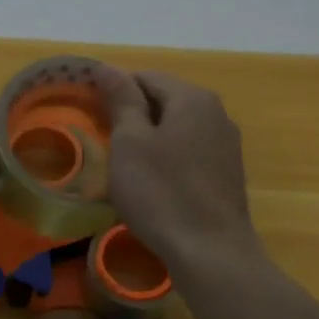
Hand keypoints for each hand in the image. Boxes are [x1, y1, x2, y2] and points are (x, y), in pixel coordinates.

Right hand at [100, 69, 254, 270]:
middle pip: (165, 101)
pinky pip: (190, 154)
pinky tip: (153, 184)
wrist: (210, 251)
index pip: (145, 77)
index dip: (114, 90)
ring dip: (150, 139)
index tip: (90, 113)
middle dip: (133, 115)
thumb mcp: (130, 143)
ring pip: (178, 129)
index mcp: (193, 98)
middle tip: (103, 141)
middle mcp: (216, 114)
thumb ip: (121, 101)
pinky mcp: (227, 175)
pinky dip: (168, 160)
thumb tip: (107, 67)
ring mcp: (226, 146)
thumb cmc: (162, 193)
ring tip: (124, 165)